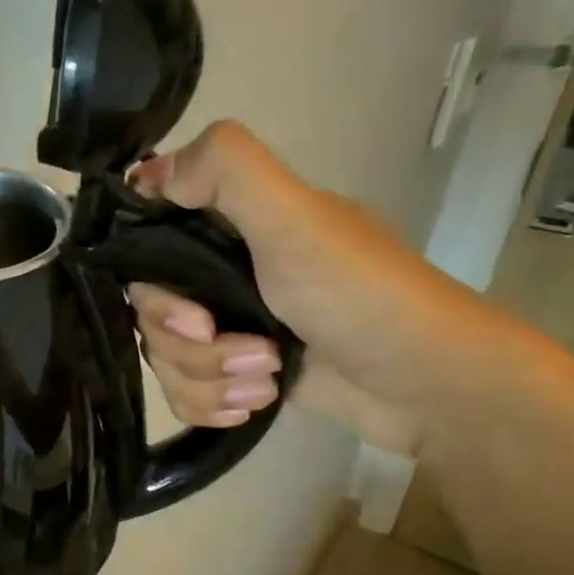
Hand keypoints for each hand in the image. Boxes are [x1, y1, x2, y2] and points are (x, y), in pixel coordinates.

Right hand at [128, 122, 516, 453]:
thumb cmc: (361, 296)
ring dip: (211, 378)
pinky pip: (183, 391)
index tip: (189, 308)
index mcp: (232, 224)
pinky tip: (254, 403)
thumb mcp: (297, 220)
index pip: (146, 240)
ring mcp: (228, 324)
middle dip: (191, 344)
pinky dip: (212, 403)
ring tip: (267, 380)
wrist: (427, 388)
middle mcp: (222, 270)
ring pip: (164, 356)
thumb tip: (146, 174)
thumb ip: (227, 171)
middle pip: (149, 310)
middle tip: (253, 350)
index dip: (149, 280)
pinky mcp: (235, 372)